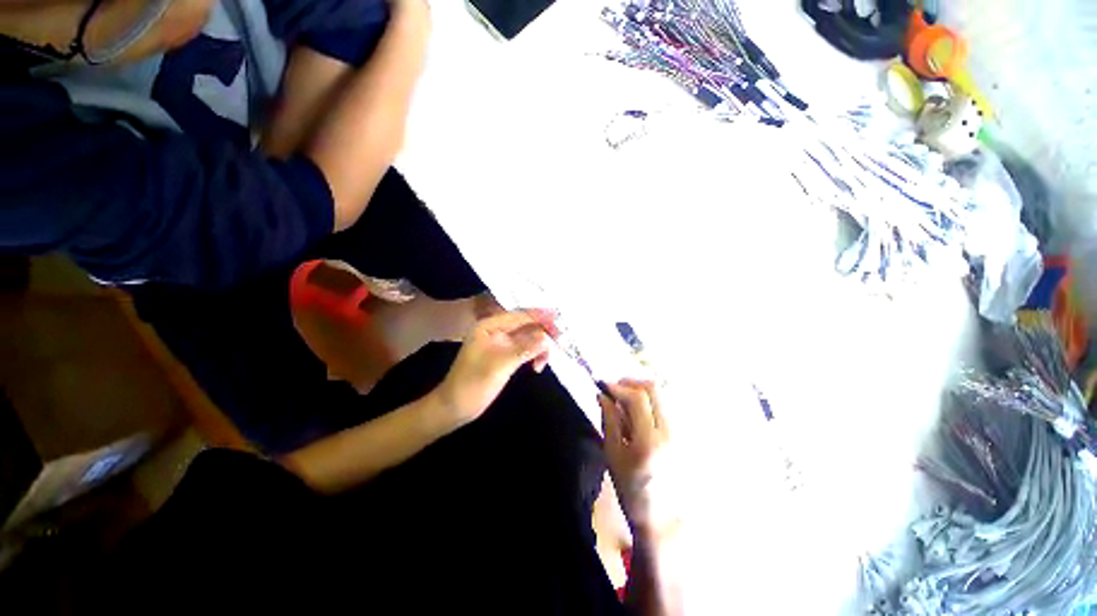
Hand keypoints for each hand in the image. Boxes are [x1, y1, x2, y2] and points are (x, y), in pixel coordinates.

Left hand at [434, 310, 554, 426]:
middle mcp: (496, 330)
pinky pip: (524, 348)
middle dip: (543, 333)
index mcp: (489, 325)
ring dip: (539, 346)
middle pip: (526, 325)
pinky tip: (538, 366)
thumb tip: (547, 337)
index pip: (520, 316)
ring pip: (527, 337)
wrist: (455, 407)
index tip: (561, 318)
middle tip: (561, 343)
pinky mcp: (504, 354)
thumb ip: (525, 348)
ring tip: (544, 363)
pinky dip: (533, 354)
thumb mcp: (500, 365)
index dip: (541, 316)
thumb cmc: (473, 384)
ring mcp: (500, 342)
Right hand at [599, 380, 670, 531]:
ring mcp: (682, 432)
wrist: (665, 518)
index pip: (637, 398)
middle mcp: (670, 432)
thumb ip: (609, 420)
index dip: (618, 387)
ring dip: (642, 390)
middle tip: (616, 388)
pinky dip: (652, 400)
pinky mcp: (686, 434)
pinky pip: (669, 404)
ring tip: (626, 399)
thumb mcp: (613, 455)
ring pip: (663, 394)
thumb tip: (602, 395)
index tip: (604, 386)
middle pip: (654, 389)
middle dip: (632, 382)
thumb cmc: (632, 489)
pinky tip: (641, 411)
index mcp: (649, 441)